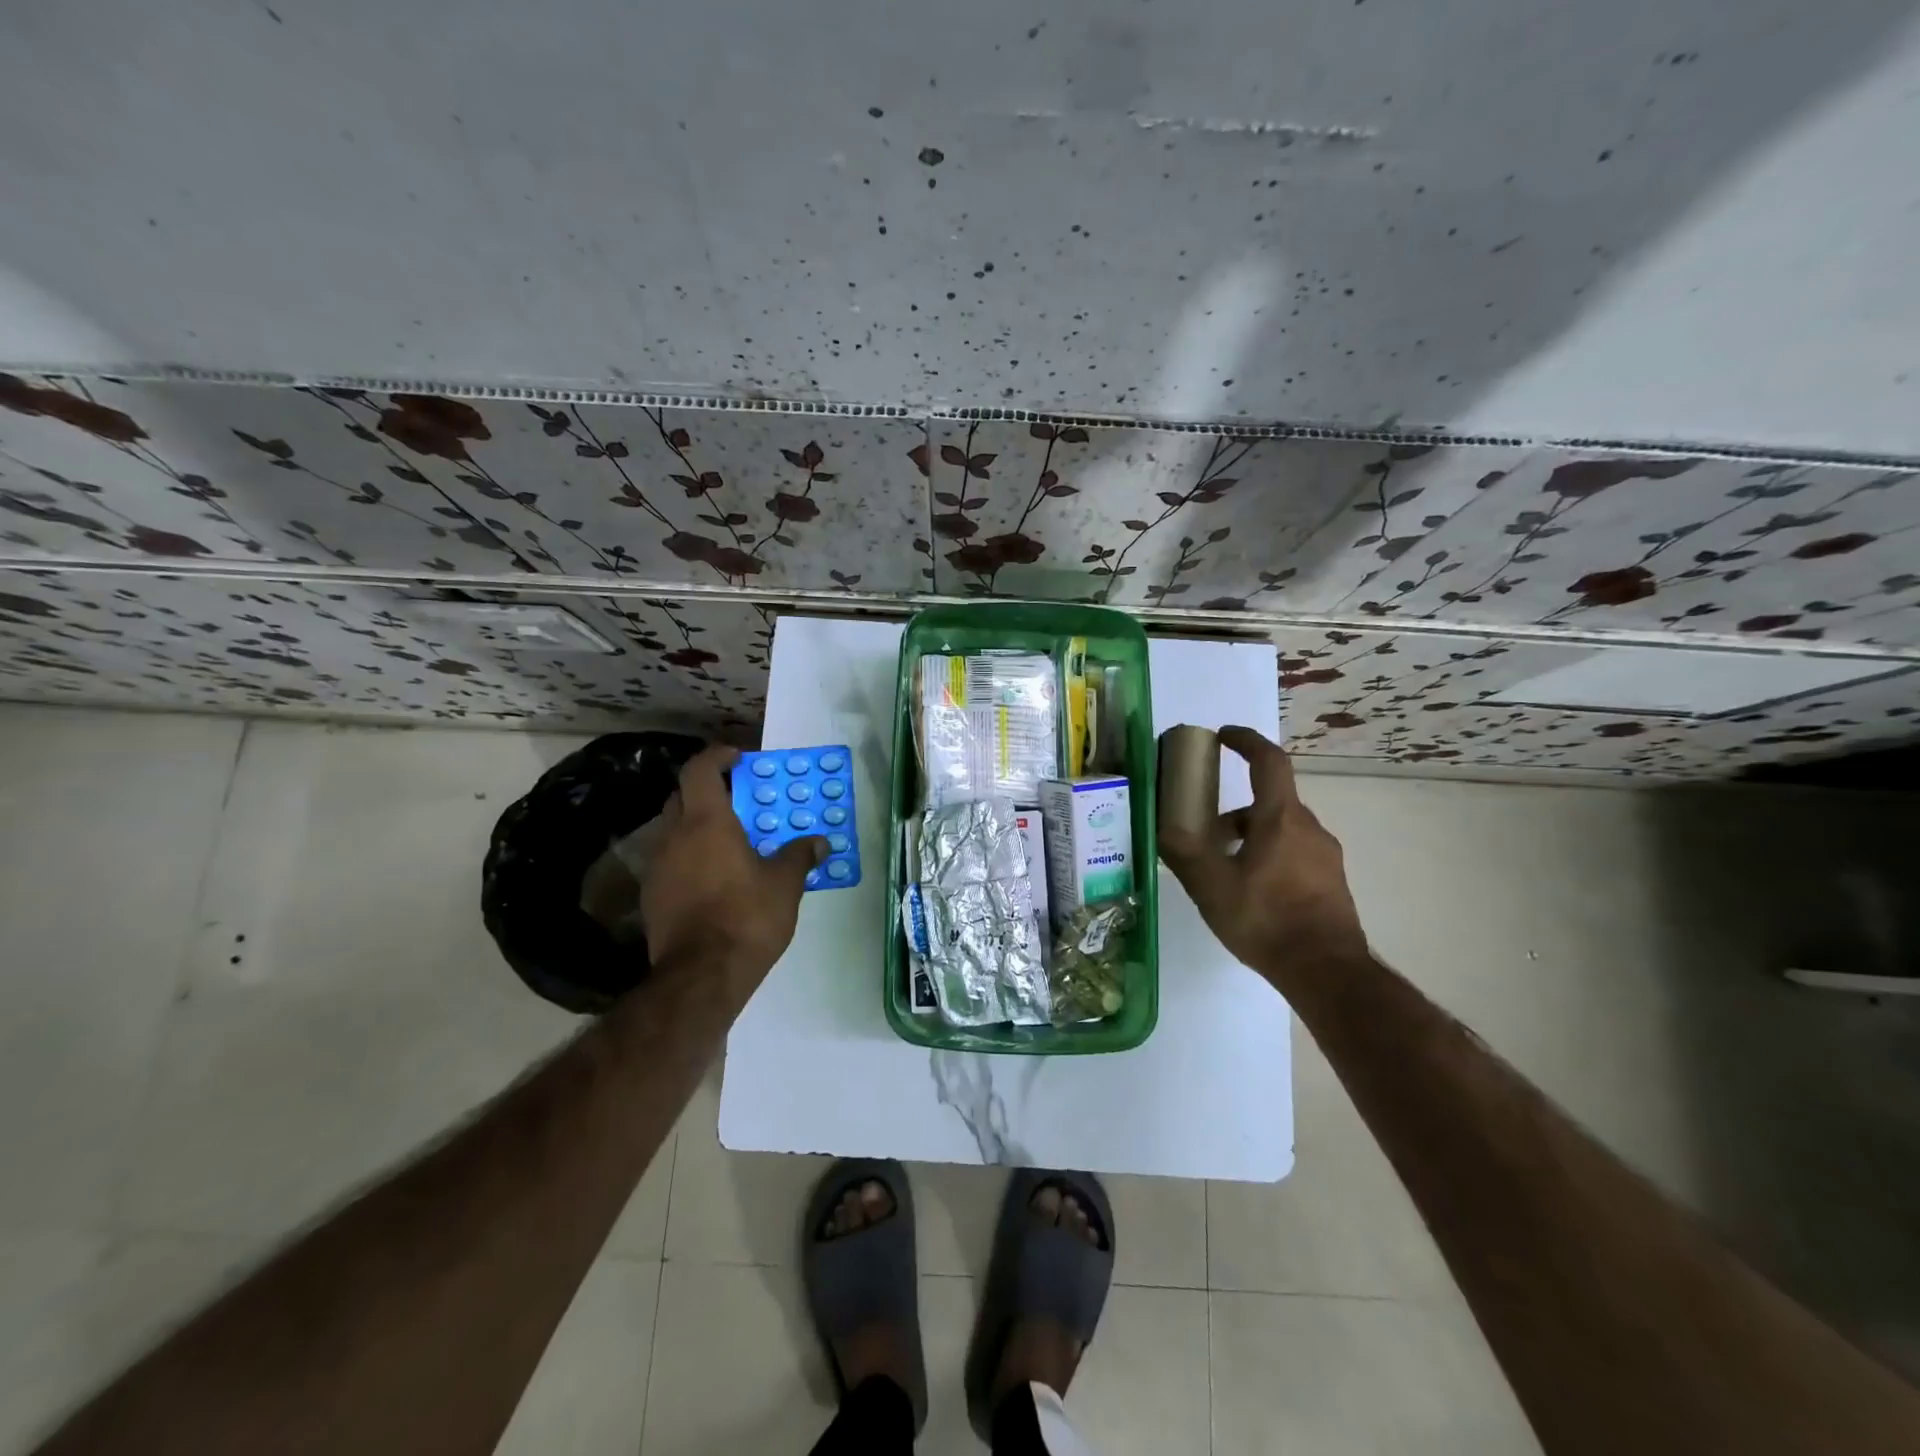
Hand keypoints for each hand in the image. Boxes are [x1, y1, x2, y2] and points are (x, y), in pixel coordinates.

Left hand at [639, 746, 826, 995]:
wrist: (700, 977)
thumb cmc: (746, 918)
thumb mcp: (785, 885)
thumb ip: (799, 856)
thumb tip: (819, 842)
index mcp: (707, 822)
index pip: (700, 769)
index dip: (717, 757)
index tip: (738, 758)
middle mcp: (674, 836)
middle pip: (682, 797)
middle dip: (707, 791)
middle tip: (738, 802)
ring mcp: (657, 867)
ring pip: (673, 830)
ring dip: (696, 827)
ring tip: (729, 843)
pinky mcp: (651, 897)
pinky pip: (670, 861)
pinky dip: (689, 857)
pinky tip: (712, 879)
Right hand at [1158, 726, 1367, 983]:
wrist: (1327, 971)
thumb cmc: (1266, 920)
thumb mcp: (1211, 887)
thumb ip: (1184, 854)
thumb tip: (1162, 828)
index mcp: (1281, 819)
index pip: (1268, 761)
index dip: (1246, 741)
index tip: (1224, 736)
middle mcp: (1308, 828)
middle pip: (1270, 801)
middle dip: (1236, 809)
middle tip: (1206, 830)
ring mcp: (1325, 855)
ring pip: (1282, 829)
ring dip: (1251, 835)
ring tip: (1223, 868)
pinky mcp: (1331, 881)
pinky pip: (1295, 852)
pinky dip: (1269, 855)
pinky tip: (1251, 890)